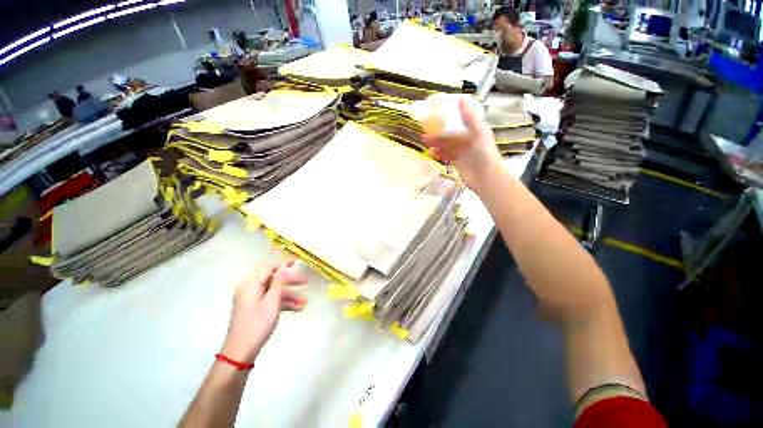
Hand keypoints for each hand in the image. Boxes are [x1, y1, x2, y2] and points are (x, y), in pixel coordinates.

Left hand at [221, 261, 306, 362]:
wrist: (240, 353)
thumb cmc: (257, 325)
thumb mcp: (271, 302)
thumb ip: (278, 282)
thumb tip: (283, 266)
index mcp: (251, 285)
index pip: (270, 267)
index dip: (285, 262)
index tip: (299, 261)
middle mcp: (250, 289)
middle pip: (274, 279)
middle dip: (291, 282)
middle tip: (307, 282)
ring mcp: (252, 299)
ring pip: (274, 292)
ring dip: (289, 296)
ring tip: (305, 302)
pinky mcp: (254, 309)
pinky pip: (271, 301)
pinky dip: (283, 303)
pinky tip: (297, 309)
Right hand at [421, 98, 502, 189]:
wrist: (485, 176)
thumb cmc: (482, 152)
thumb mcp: (476, 132)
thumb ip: (464, 121)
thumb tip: (457, 102)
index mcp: (474, 127)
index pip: (460, 115)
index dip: (449, 111)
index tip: (437, 109)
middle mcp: (468, 137)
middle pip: (450, 131)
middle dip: (438, 131)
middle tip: (425, 131)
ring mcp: (462, 149)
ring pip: (446, 143)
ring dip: (436, 143)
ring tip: (426, 144)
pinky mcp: (457, 160)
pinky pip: (445, 154)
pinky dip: (439, 154)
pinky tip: (433, 155)